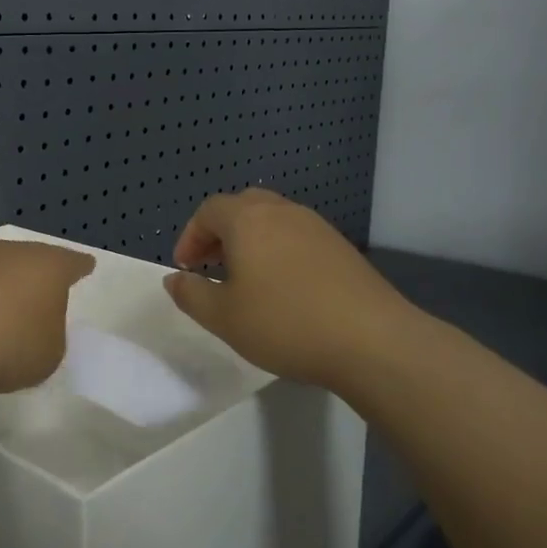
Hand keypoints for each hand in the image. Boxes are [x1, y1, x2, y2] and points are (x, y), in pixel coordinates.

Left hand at [0, 239, 94, 394]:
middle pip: (31, 259)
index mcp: (48, 266)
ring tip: (3, 313)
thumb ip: (50, 332)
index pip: (72, 262)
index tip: (86, 267)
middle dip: (37, 276)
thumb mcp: (51, 351)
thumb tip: (34, 325)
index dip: (80, 268)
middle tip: (42, 293)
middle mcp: (11, 252)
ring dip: (1, 287)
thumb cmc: (11, 346)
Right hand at [164, 190, 422, 391]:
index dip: (190, 236)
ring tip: (245, 280)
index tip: (186, 268)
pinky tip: (283, 289)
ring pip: (272, 220)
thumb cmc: (285, 324)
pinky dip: (278, 251)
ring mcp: (317, 227)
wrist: (372, 340)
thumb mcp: (223, 317)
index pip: (209, 210)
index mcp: (248, 220)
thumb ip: (191, 294)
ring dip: (250, 241)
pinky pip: (297, 237)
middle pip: (242, 207)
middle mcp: (282, 212)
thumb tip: (174, 278)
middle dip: (219, 233)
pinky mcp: (341, 247)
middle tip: (211, 266)